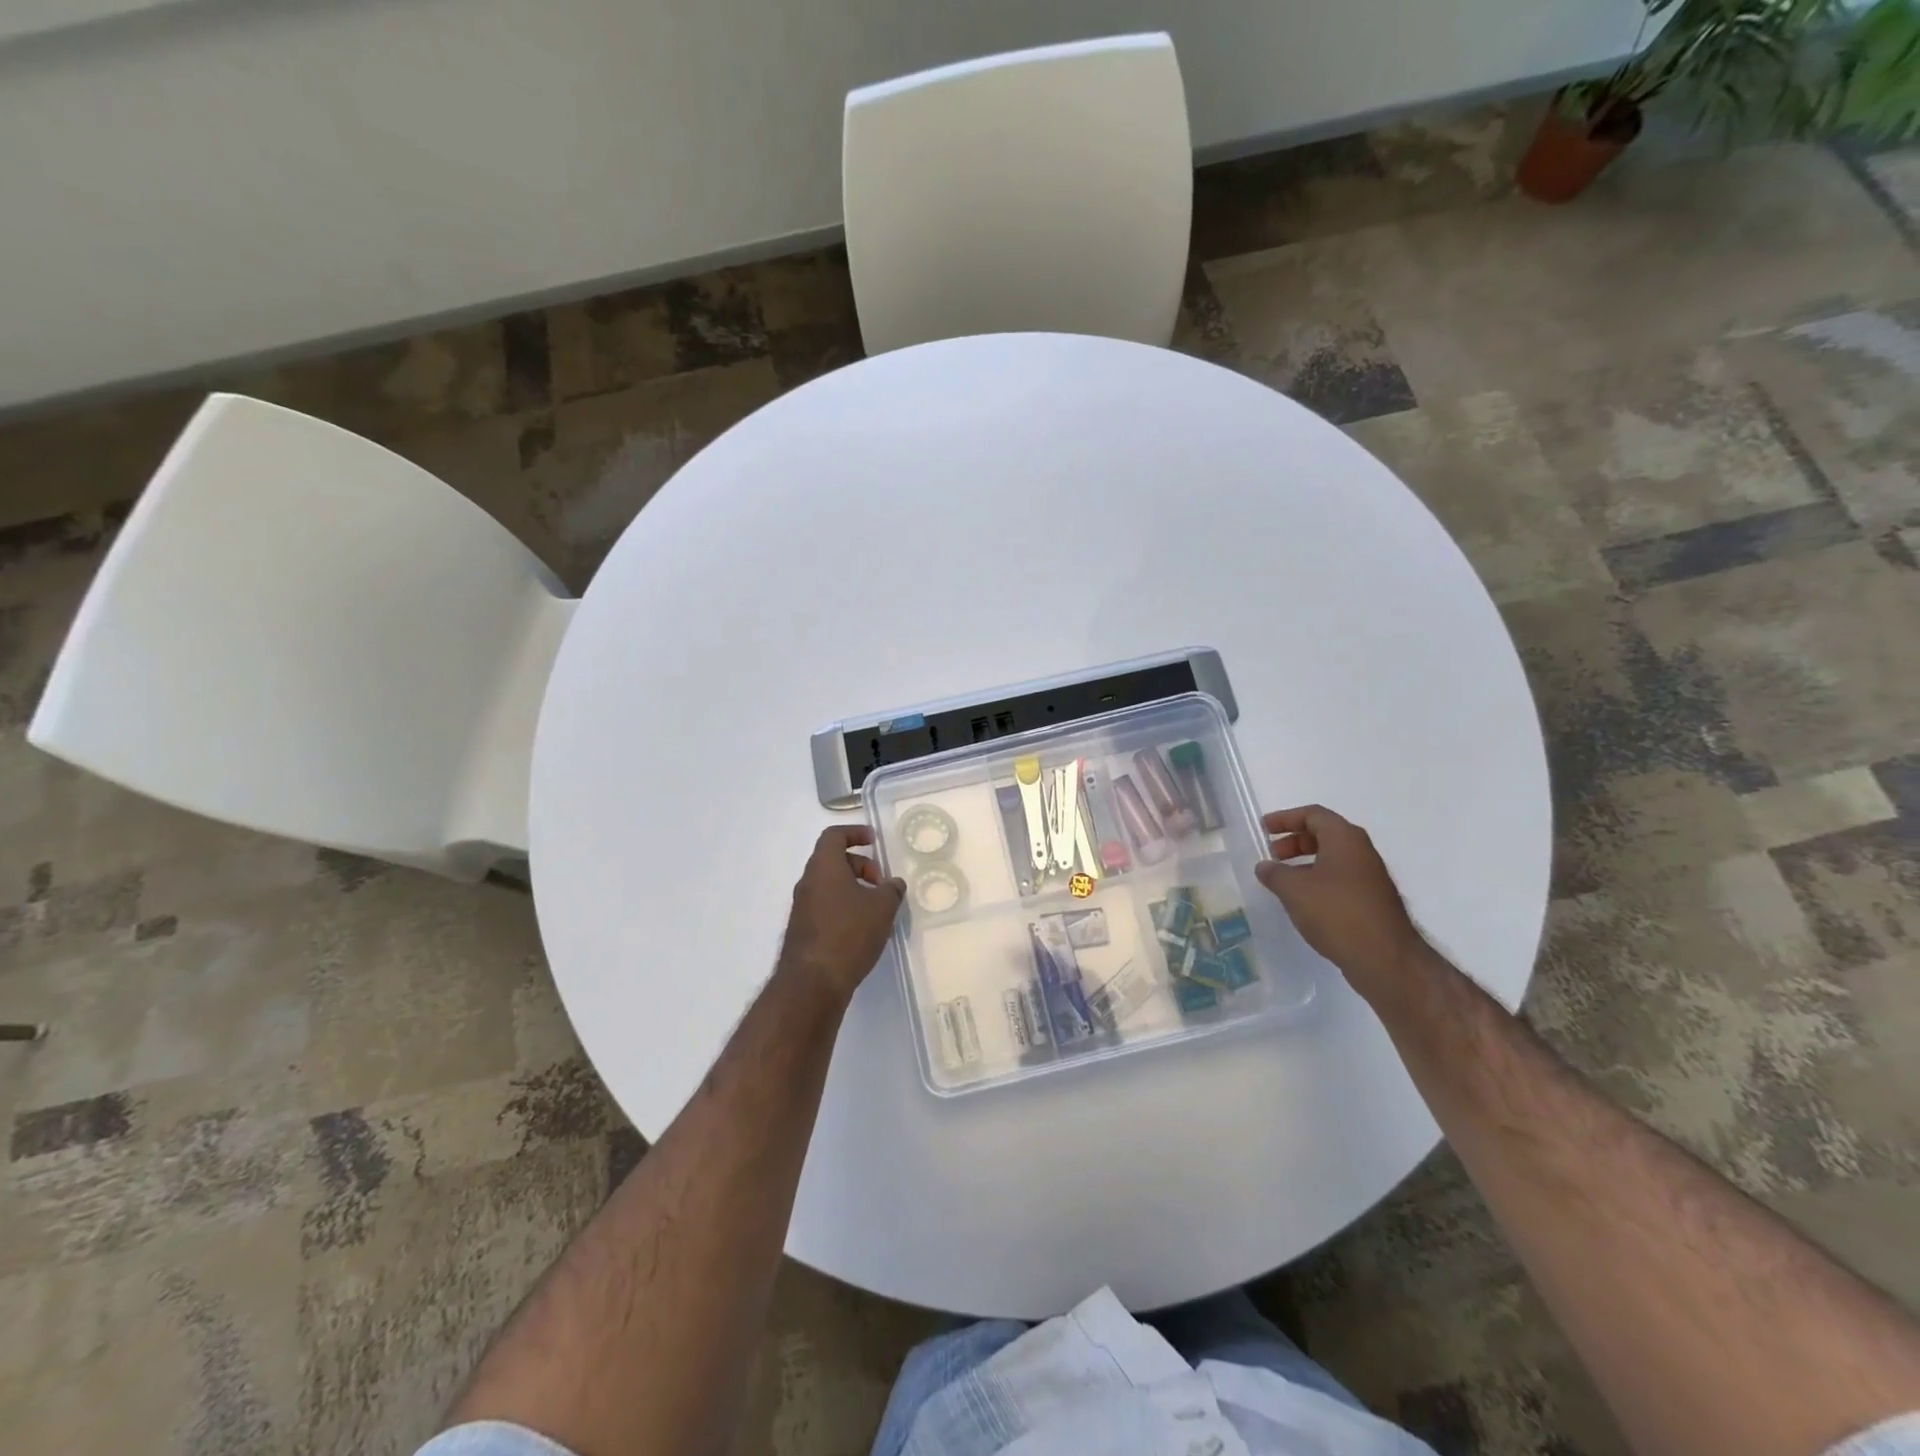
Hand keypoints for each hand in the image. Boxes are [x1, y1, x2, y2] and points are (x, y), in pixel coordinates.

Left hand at [778, 826, 905, 1003]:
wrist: (812, 982)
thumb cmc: (849, 933)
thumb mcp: (882, 908)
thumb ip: (892, 890)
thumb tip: (894, 884)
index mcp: (824, 867)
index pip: (833, 835)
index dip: (855, 833)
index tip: (874, 841)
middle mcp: (807, 882)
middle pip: (832, 860)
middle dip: (860, 865)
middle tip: (881, 883)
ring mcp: (801, 907)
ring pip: (828, 885)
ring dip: (853, 888)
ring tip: (876, 908)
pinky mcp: (803, 930)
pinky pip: (825, 906)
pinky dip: (843, 906)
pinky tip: (862, 928)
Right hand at [1255, 805, 1426, 1003]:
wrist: (1386, 959)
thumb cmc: (1336, 913)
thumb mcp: (1294, 890)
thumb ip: (1274, 873)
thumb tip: (1264, 866)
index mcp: (1345, 839)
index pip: (1313, 815)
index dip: (1286, 818)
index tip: (1264, 829)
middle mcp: (1362, 852)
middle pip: (1324, 834)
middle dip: (1295, 841)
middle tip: (1272, 854)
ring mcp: (1370, 878)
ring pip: (1333, 859)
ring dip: (1305, 863)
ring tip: (1283, 880)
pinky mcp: (1372, 902)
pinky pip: (1340, 879)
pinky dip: (1318, 881)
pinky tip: (1303, 902)